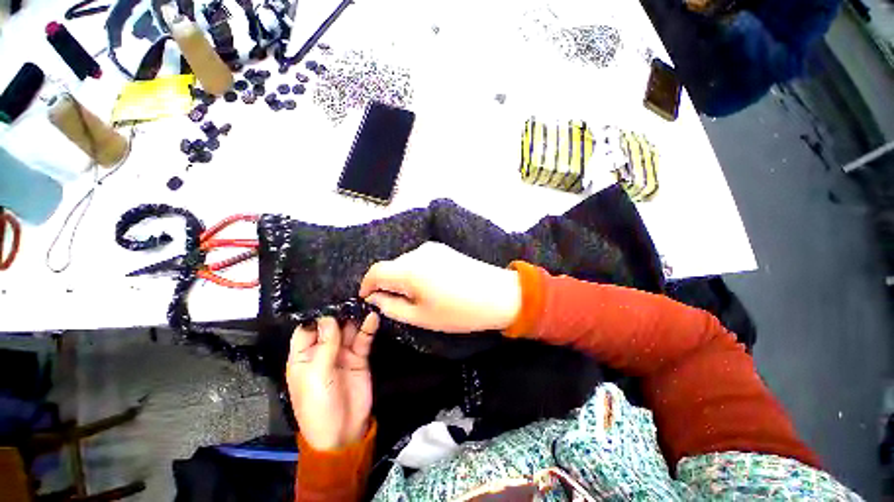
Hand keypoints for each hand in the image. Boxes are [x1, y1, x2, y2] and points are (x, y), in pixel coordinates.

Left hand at [286, 314, 378, 450]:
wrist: (343, 432)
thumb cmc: (319, 406)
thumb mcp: (316, 376)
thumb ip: (325, 345)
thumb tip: (328, 318)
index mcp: (303, 357)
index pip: (307, 329)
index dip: (317, 317)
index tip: (331, 302)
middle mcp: (323, 352)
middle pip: (331, 326)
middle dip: (340, 313)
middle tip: (353, 298)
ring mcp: (342, 354)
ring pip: (348, 330)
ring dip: (355, 318)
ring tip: (365, 304)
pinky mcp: (359, 357)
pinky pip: (363, 339)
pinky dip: (368, 329)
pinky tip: (372, 318)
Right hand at [358, 242, 521, 332]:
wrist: (499, 294)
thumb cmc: (459, 312)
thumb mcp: (421, 317)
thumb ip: (392, 306)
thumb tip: (374, 298)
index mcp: (409, 269)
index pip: (375, 271)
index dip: (367, 285)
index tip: (368, 299)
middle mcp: (418, 252)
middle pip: (391, 266)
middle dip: (386, 284)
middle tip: (394, 303)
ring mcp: (432, 248)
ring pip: (406, 262)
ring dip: (403, 278)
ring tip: (415, 297)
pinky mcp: (444, 249)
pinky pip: (420, 260)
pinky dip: (416, 272)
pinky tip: (429, 285)